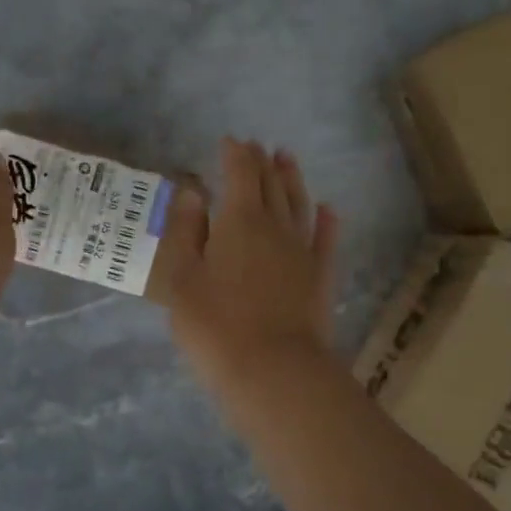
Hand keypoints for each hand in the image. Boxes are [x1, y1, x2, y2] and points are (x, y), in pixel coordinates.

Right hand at [166, 139, 339, 392]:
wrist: (274, 370)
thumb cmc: (215, 324)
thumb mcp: (182, 278)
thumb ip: (186, 231)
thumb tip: (193, 192)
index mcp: (240, 220)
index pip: (240, 174)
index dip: (235, 154)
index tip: (231, 141)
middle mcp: (276, 226)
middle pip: (271, 184)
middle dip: (262, 162)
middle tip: (258, 146)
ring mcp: (303, 251)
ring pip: (299, 204)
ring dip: (293, 179)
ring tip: (287, 159)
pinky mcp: (321, 277)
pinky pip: (326, 239)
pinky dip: (326, 221)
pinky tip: (328, 210)